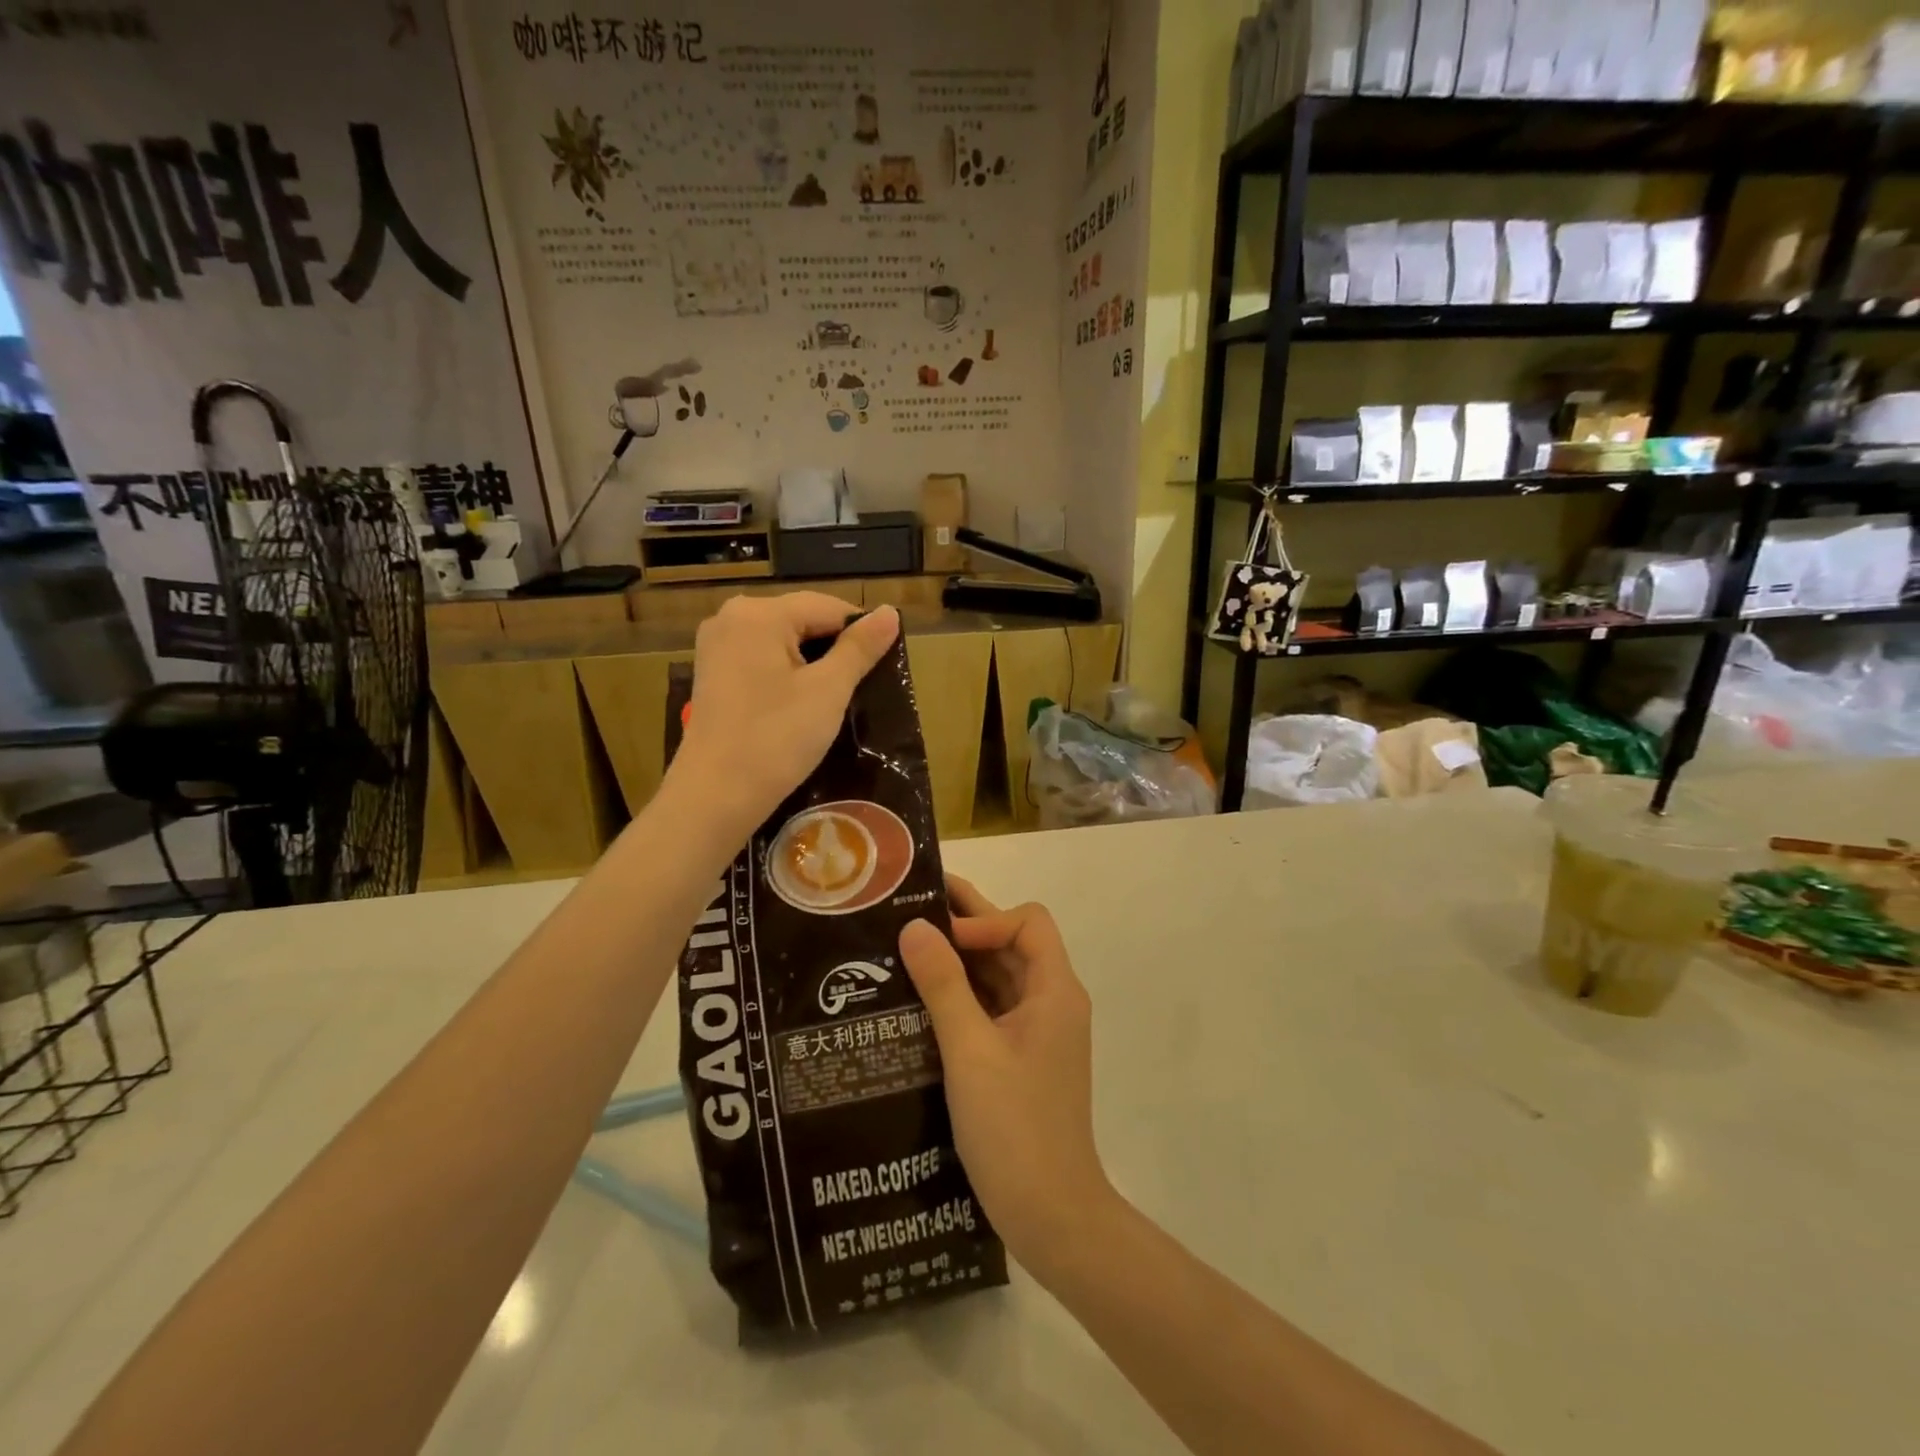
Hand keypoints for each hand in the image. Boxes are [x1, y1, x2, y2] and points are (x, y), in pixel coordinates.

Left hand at [669, 595, 898, 838]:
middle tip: (859, 688)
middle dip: (834, 649)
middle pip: (803, 620)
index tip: (881, 669)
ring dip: (812, 663)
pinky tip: (799, 705)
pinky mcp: (712, 673)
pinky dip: (786, 674)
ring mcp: (716, 646)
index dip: (861, 634)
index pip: (828, 607)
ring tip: (833, 699)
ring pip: (782, 641)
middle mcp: (731, 617)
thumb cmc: (776, 739)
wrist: (715, 796)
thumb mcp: (828, 691)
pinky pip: (761, 658)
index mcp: (760, 613)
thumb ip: (860, 647)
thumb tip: (890, 612)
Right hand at [898, 877, 1111, 1279]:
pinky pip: (991, 1009)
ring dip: (959, 962)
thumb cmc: (1014, 1128)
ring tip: (904, 952)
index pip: (1027, 924)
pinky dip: (961, 996)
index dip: (984, 919)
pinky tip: (919, 1001)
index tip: (938, 936)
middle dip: (964, 927)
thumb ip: (943, 985)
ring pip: (999, 977)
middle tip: (907, 912)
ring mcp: (1038, 1032)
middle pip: (1011, 945)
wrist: (1051, 1216)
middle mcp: (1052, 1002)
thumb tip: (915, 926)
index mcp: (1054, 991)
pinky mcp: (1021, 1058)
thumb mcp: (970, 1051)